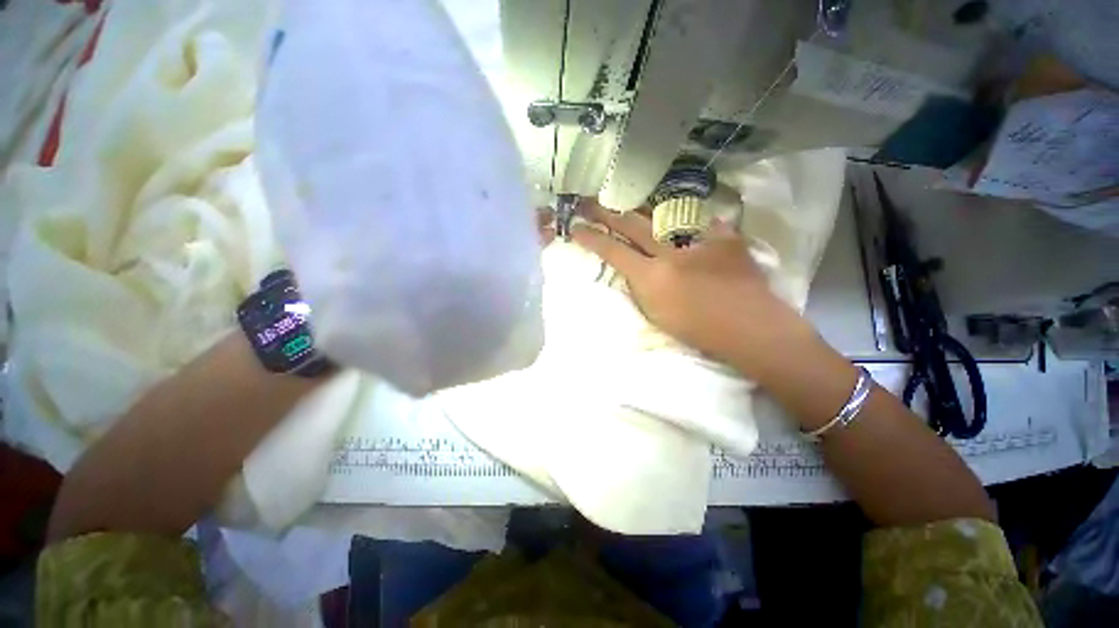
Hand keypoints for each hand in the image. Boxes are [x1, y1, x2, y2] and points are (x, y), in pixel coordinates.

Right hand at [571, 200, 813, 378]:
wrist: (752, 329)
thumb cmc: (700, 332)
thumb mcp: (657, 315)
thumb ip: (641, 288)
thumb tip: (634, 268)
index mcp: (652, 278)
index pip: (612, 252)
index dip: (591, 238)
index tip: (575, 227)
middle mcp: (670, 253)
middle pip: (631, 225)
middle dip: (607, 212)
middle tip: (590, 201)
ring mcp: (699, 240)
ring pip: (662, 216)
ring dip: (640, 210)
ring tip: (627, 202)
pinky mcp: (724, 236)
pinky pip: (699, 223)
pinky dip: (687, 224)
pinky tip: (682, 222)